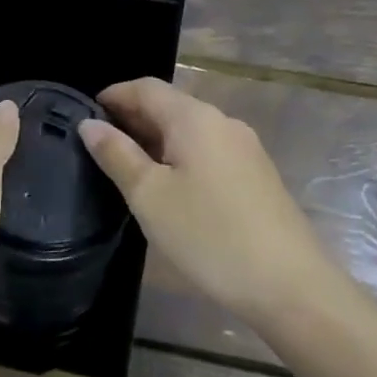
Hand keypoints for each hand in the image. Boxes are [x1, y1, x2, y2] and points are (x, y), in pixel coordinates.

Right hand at [79, 78, 335, 326]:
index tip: (84, 116)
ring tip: (126, 169)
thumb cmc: (209, 235)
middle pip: (169, 106)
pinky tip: (167, 188)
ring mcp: (245, 150)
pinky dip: (179, 158)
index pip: (145, 88)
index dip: (113, 95)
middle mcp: (223, 123)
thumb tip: (89, 125)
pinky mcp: (257, 177)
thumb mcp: (149, 195)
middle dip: (131, 119)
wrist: (292, 288)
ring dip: (154, 140)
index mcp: (195, 118)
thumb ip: (116, 154)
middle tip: (98, 146)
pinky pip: (207, 152)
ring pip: (189, 131)